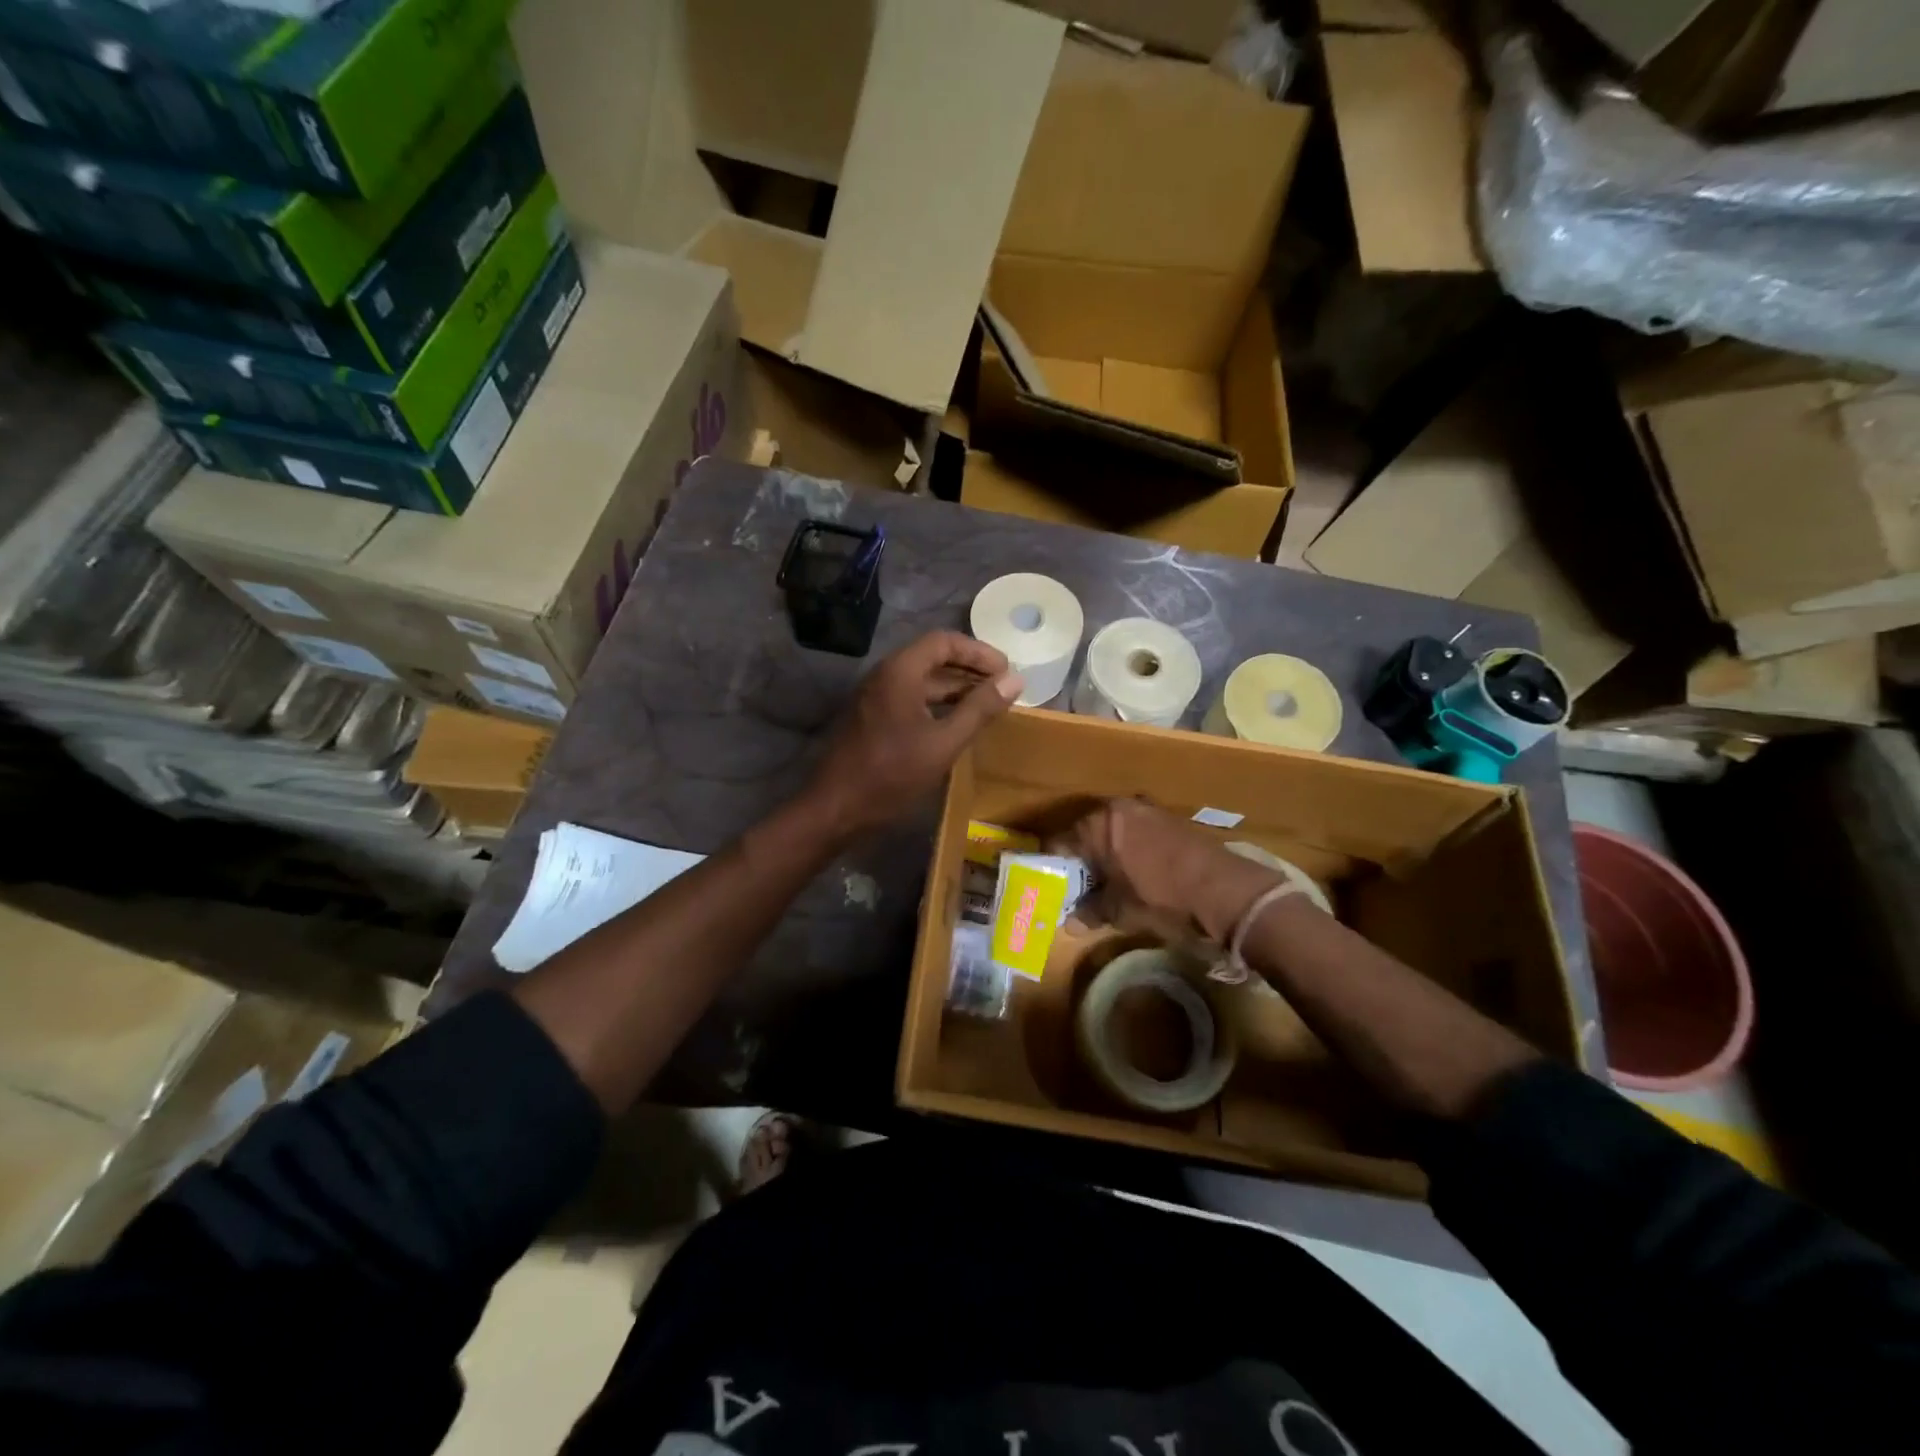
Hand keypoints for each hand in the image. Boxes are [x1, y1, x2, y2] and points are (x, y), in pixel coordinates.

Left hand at [808, 631, 1021, 837]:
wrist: (836, 808)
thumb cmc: (892, 774)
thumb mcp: (944, 742)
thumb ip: (979, 709)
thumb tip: (1015, 680)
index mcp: (900, 671)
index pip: (945, 641)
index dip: (979, 652)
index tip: (1007, 672)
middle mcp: (885, 675)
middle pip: (933, 658)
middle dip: (970, 670)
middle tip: (1004, 688)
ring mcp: (877, 698)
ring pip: (923, 681)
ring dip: (956, 689)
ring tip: (989, 705)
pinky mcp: (874, 719)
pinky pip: (912, 699)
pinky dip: (939, 705)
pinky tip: (959, 724)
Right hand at [1063, 798, 1279, 945]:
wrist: (1225, 890)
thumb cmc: (1162, 895)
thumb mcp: (1122, 908)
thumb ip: (1092, 911)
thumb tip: (1069, 923)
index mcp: (1100, 822)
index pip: (1061, 842)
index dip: (1054, 868)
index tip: (1051, 889)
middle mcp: (1121, 808)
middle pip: (1087, 836)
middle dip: (1082, 864)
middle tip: (1078, 892)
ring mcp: (1149, 812)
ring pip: (1114, 836)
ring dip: (1107, 860)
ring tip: (1106, 889)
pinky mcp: (1171, 822)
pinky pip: (1137, 837)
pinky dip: (1130, 856)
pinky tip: (1135, 880)